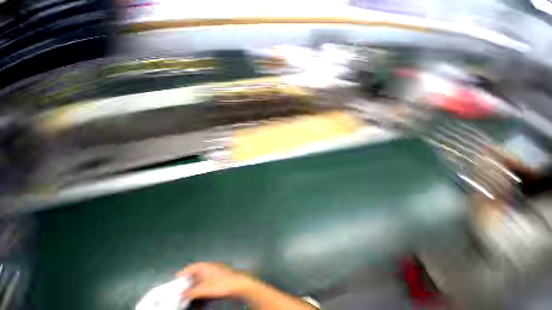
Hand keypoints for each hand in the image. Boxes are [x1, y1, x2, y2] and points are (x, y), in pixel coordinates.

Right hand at [176, 262, 257, 299]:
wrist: (237, 284)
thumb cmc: (220, 284)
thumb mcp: (204, 289)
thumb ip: (191, 292)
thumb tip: (181, 294)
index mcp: (204, 267)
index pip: (191, 268)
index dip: (183, 272)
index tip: (176, 278)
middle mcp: (208, 267)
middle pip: (195, 273)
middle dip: (187, 280)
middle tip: (180, 288)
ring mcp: (213, 272)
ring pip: (200, 277)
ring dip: (194, 284)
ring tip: (187, 292)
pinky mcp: (217, 278)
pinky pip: (205, 281)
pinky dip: (200, 286)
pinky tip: (199, 293)